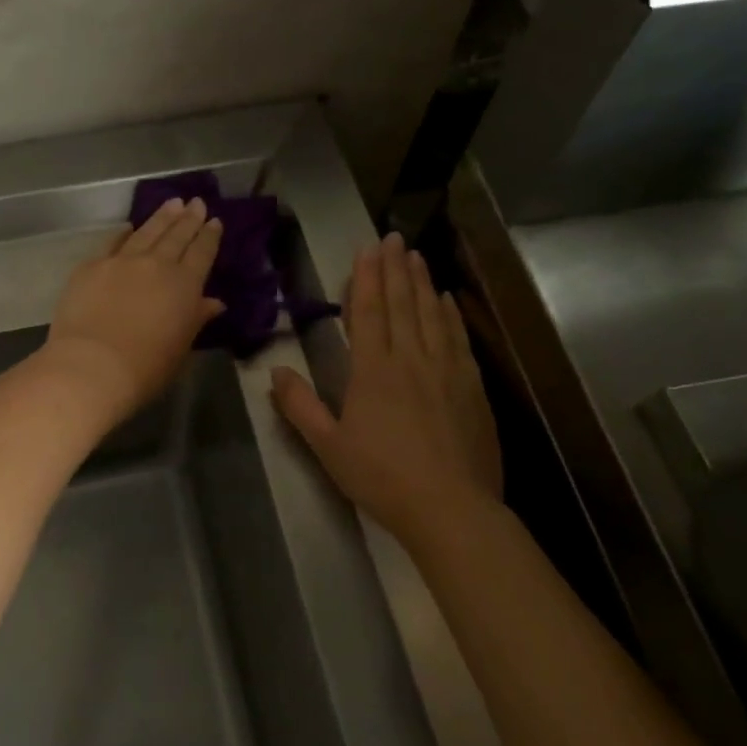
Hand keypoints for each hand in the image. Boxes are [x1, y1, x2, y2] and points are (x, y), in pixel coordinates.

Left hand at [44, 198, 225, 420]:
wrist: (93, 365)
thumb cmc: (146, 367)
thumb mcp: (181, 348)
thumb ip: (196, 319)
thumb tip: (213, 302)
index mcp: (185, 285)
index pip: (202, 253)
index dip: (210, 236)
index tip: (215, 221)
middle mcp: (156, 265)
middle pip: (176, 236)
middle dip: (189, 218)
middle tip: (196, 202)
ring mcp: (122, 261)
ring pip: (147, 232)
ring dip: (161, 216)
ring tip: (172, 202)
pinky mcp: (92, 266)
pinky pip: (112, 242)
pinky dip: (123, 233)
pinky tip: (128, 226)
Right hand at [271, 232, 501, 543]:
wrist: (450, 508)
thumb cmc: (381, 477)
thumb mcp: (327, 446)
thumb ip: (300, 406)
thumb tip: (275, 371)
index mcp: (373, 371)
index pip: (369, 313)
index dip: (367, 278)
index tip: (368, 249)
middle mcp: (411, 360)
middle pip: (402, 305)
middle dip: (395, 269)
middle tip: (393, 237)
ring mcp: (446, 371)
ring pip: (432, 315)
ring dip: (422, 283)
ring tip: (417, 256)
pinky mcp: (471, 388)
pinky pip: (458, 339)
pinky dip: (450, 315)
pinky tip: (447, 300)